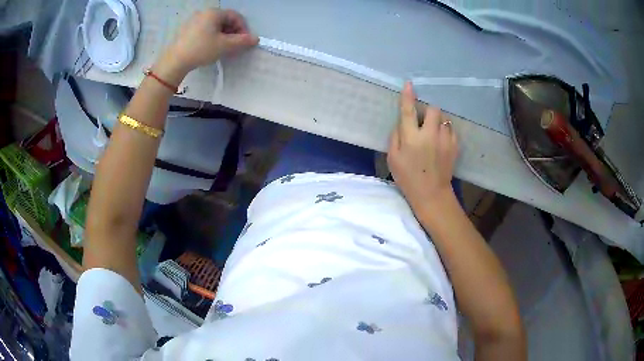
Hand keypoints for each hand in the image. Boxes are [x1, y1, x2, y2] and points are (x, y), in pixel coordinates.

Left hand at [156, 9, 258, 81]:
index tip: (244, 42)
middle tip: (234, 46)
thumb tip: (256, 39)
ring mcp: (193, 21)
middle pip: (225, 20)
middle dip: (233, 32)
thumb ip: (242, 41)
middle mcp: (204, 13)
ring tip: (223, 49)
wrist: (174, 61)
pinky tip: (210, 48)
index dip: (243, 28)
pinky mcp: (186, 30)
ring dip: (223, 35)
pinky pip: (204, 30)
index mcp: (214, 13)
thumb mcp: (224, 46)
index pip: (235, 16)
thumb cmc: (201, 50)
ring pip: (214, 26)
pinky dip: (212, 37)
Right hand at [387, 82, 458, 212]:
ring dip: (437, 120)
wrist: (431, 194)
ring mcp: (445, 140)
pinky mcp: (455, 146)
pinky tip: (441, 140)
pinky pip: (451, 129)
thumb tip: (402, 123)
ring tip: (433, 131)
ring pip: (444, 118)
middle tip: (422, 120)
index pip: (408, 111)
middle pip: (433, 109)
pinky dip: (445, 130)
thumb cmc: (408, 177)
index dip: (408, 96)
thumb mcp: (392, 158)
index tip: (409, 84)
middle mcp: (429, 135)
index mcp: (411, 138)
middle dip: (427, 110)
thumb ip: (395, 137)